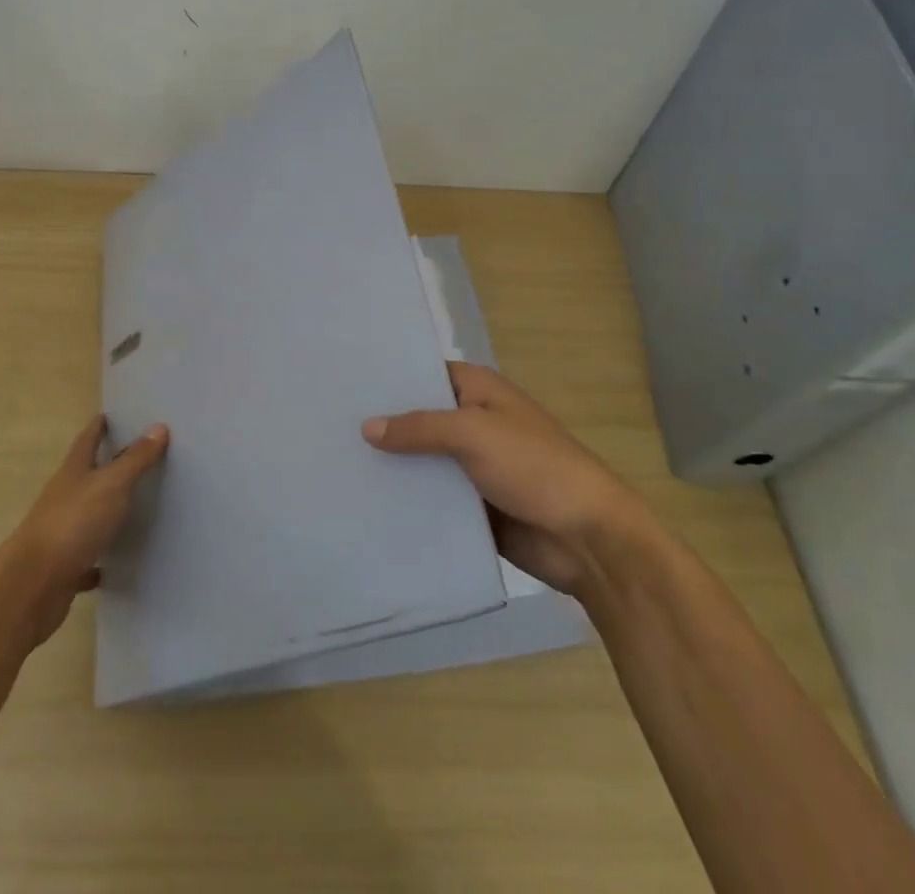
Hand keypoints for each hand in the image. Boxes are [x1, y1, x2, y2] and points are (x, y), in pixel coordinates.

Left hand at [7, 416, 168, 643]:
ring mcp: (61, 532)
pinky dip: (97, 558)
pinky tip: (112, 565)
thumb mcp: (112, 484)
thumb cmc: (74, 522)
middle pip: (84, 475)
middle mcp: (63, 497)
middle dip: (103, 466)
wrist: (34, 585)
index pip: (86, 440)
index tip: (108, 415)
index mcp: (73, 472)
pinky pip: (85, 557)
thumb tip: (158, 427)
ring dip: (102, 511)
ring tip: (130, 509)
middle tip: (131, 458)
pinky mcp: (63, 566)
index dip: (98, 427)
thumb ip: (135, 459)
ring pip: (85, 515)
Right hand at [363, 362, 645, 596]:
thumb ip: (419, 428)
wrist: (587, 539)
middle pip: (419, 418)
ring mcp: (472, 465)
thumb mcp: (474, 434)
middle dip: (383, 425)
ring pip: (422, 460)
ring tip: (337, 465)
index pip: (424, 374)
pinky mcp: (473, 506)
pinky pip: (433, 497)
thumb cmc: (535, 467)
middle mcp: (473, 422)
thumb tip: (366, 426)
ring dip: (392, 466)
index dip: (389, 378)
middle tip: (327, 427)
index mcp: (479, 391)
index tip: (344, 384)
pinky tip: (367, 503)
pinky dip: (409, 499)